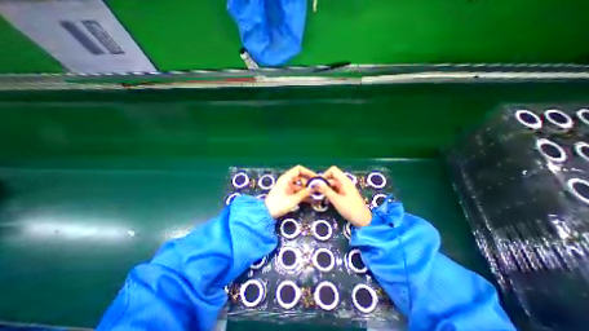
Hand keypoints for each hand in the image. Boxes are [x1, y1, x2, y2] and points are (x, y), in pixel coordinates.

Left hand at [263, 165, 314, 216]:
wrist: (266, 213)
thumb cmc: (278, 204)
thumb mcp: (293, 199)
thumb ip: (305, 193)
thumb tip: (314, 187)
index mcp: (287, 178)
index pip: (299, 169)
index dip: (308, 172)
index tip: (316, 178)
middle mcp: (287, 180)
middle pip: (300, 177)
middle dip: (309, 182)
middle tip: (317, 188)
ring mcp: (287, 187)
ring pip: (300, 185)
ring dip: (307, 189)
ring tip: (316, 195)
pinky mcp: (287, 193)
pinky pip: (297, 191)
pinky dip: (303, 194)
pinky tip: (310, 199)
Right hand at [315, 166, 368, 227]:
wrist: (363, 221)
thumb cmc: (350, 209)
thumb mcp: (336, 199)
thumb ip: (325, 190)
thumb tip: (315, 183)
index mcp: (344, 181)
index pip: (333, 170)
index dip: (325, 175)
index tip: (319, 184)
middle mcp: (344, 182)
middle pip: (331, 178)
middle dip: (324, 184)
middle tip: (316, 192)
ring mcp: (345, 188)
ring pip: (332, 185)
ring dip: (326, 190)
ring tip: (320, 198)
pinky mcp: (344, 194)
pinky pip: (335, 191)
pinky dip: (330, 194)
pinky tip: (326, 202)